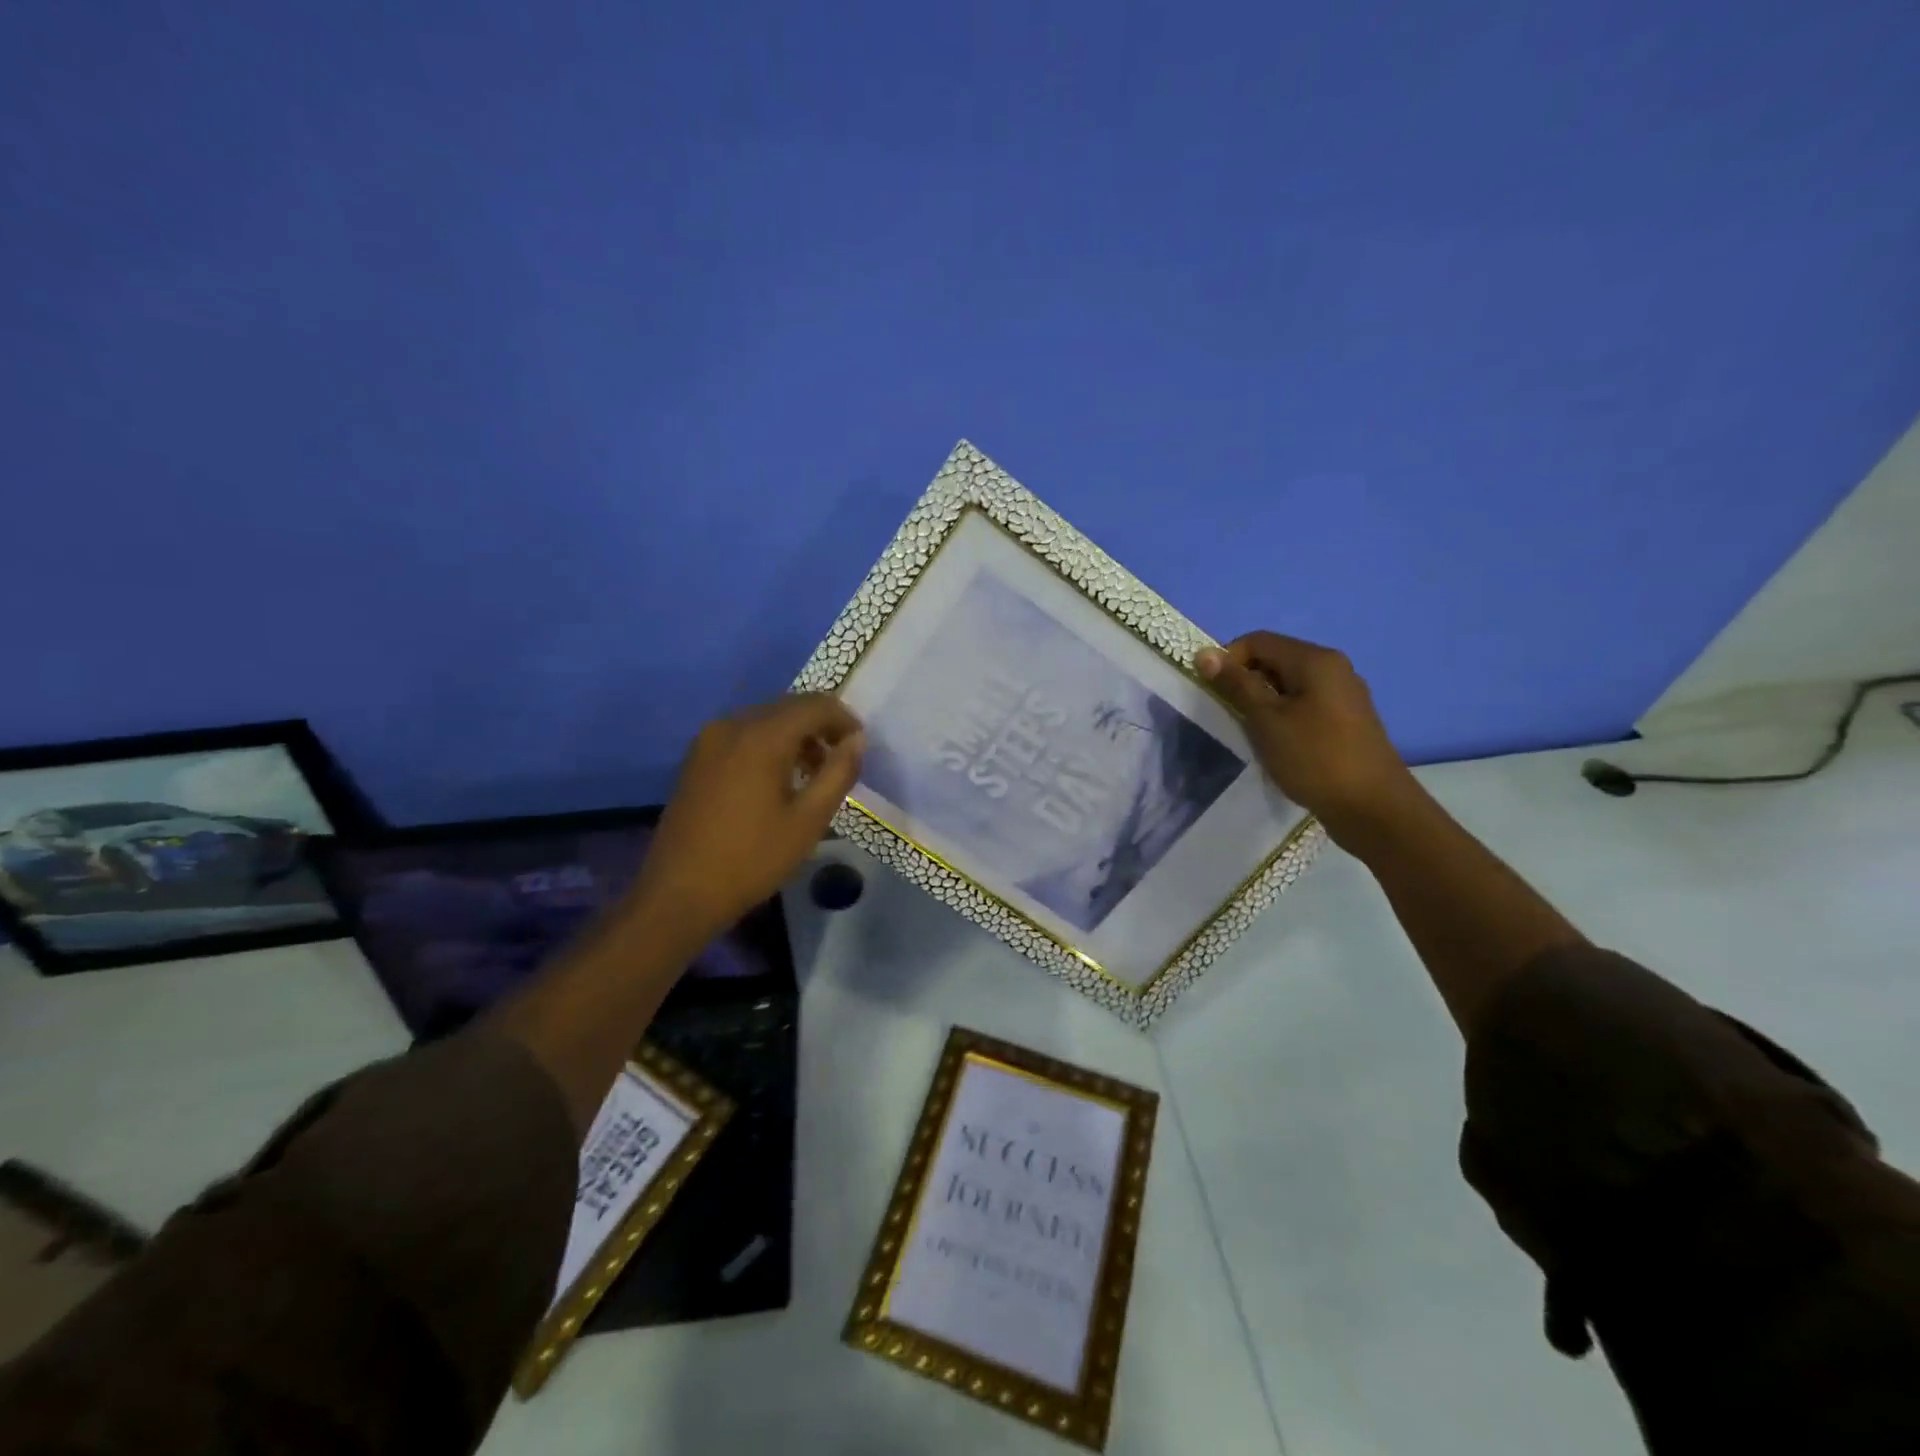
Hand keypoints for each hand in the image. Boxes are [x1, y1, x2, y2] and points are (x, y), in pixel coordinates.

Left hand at [628, 694, 864, 943]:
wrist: (680, 892)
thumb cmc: (752, 858)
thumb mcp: (809, 820)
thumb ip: (838, 773)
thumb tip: (857, 740)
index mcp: (762, 736)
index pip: (815, 705)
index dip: (844, 720)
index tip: (859, 748)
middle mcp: (733, 725)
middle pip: (789, 707)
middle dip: (820, 727)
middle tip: (840, 763)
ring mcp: (709, 739)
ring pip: (766, 720)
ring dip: (795, 737)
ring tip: (812, 776)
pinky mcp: (697, 758)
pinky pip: (744, 735)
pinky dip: (769, 745)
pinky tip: (777, 780)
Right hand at [1197, 632, 1414, 840]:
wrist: (1373, 808)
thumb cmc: (1314, 758)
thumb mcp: (1266, 720)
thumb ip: (1236, 685)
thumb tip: (1204, 654)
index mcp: (1315, 660)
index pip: (1258, 641)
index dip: (1227, 659)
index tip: (1211, 691)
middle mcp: (1334, 668)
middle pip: (1275, 659)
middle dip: (1245, 681)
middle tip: (1228, 714)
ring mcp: (1344, 695)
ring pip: (1289, 685)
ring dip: (1263, 702)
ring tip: (1251, 732)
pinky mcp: (1347, 721)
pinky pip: (1305, 704)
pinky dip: (1283, 716)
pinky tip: (1278, 744)